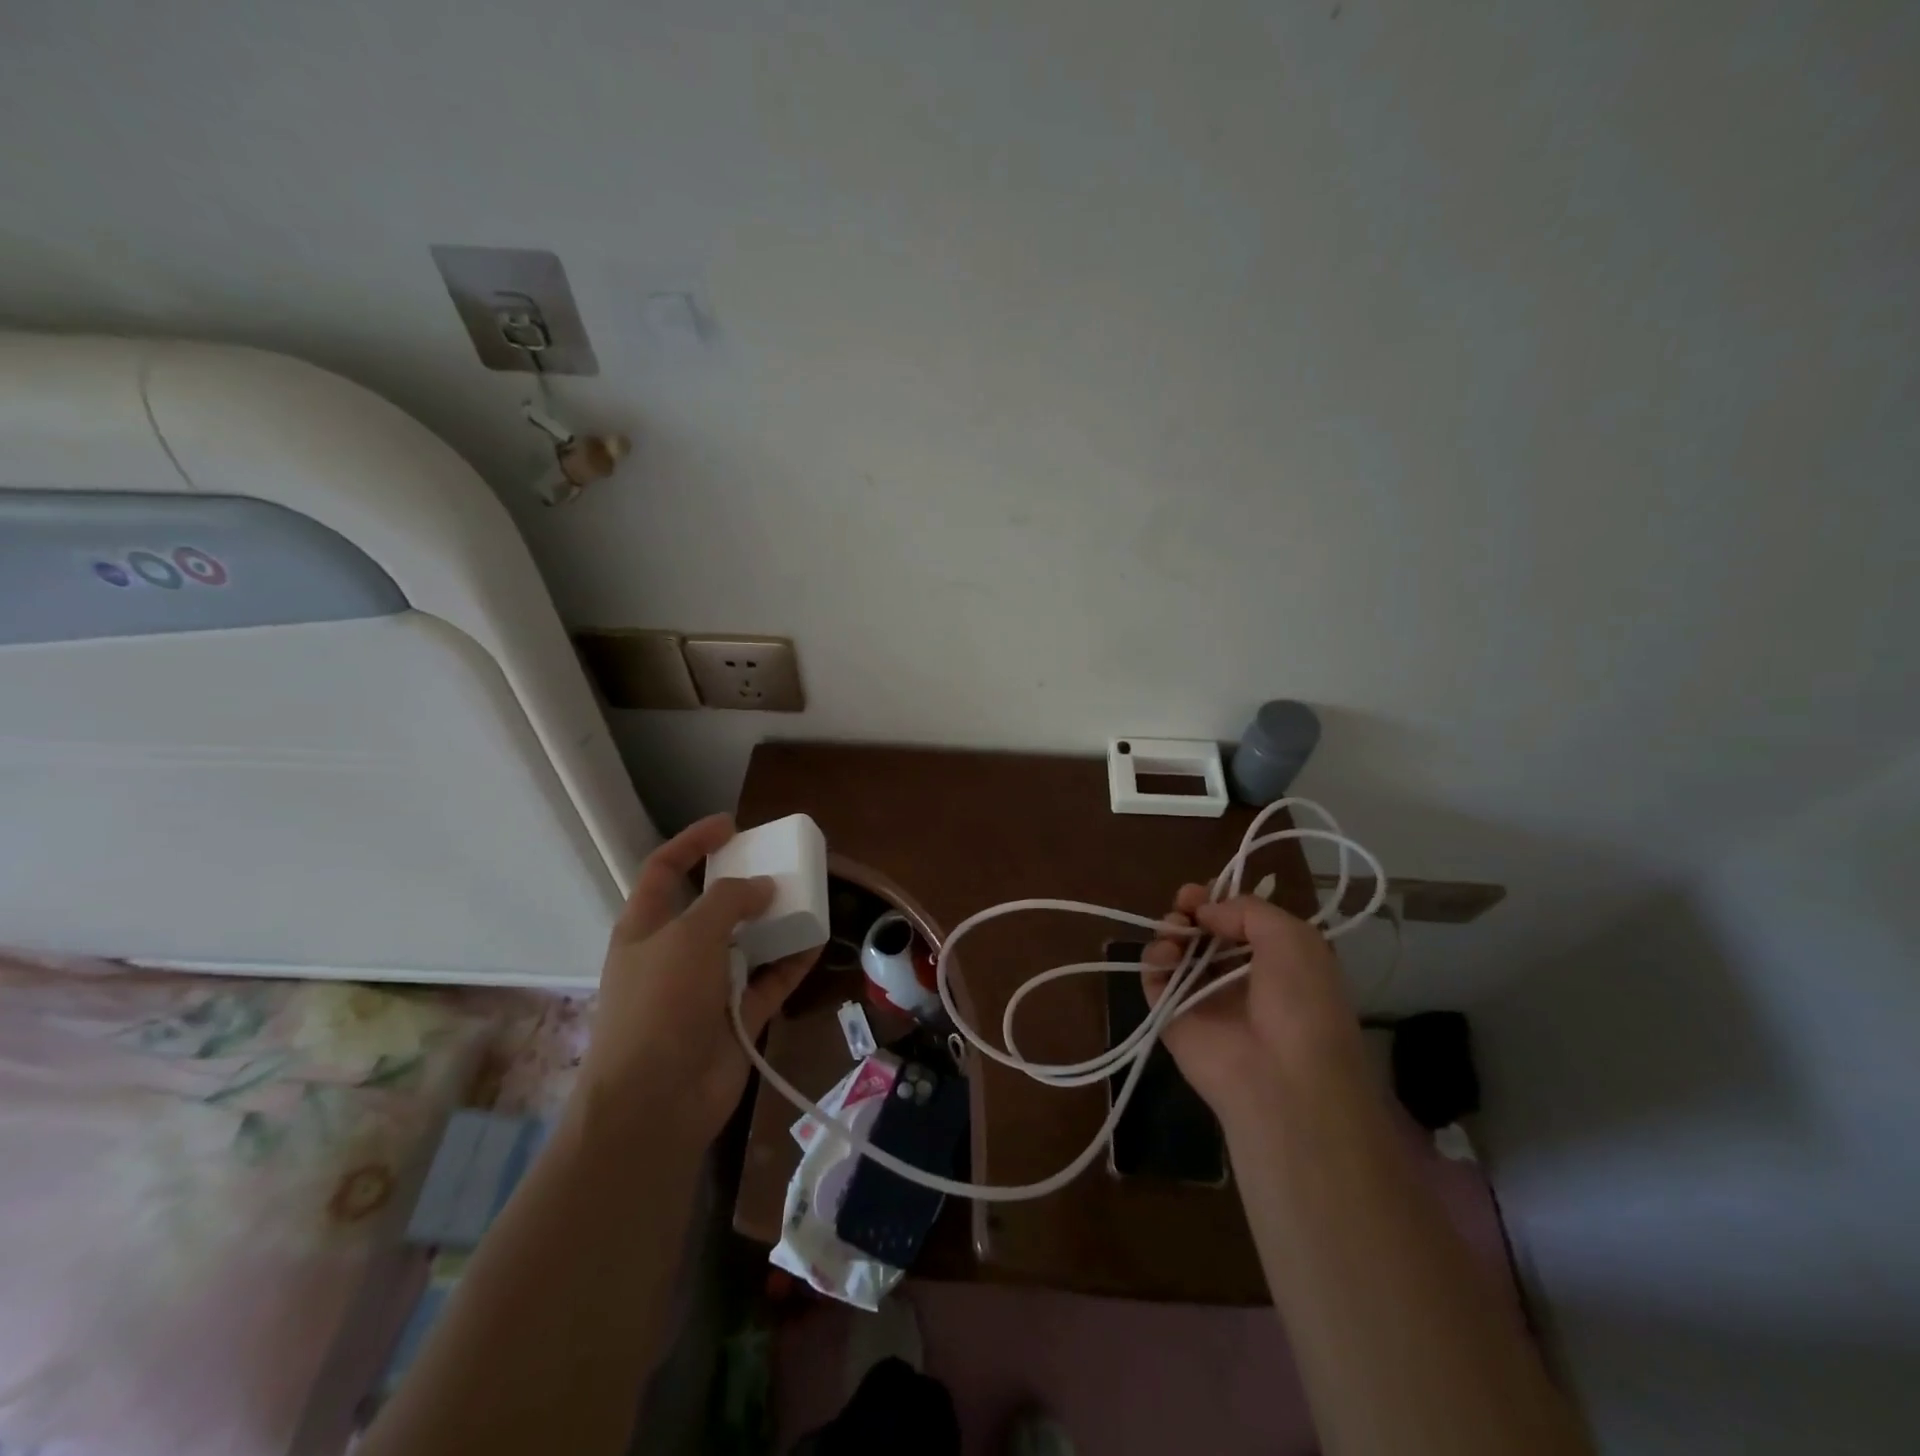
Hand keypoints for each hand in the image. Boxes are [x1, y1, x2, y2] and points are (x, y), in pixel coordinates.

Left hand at [571, 815, 820, 1150]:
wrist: (655, 1102)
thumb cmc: (660, 1005)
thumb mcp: (689, 936)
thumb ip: (728, 900)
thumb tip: (763, 887)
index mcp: (646, 928)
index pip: (666, 869)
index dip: (694, 842)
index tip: (733, 825)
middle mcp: (675, 954)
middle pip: (712, 906)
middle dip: (745, 884)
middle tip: (781, 865)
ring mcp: (706, 987)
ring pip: (746, 943)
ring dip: (775, 922)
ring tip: (808, 898)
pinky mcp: (736, 1017)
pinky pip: (770, 980)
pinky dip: (792, 962)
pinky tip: (817, 941)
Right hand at [1142, 887, 1369, 1125]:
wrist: (1283, 1079)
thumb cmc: (1301, 1003)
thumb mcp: (1294, 939)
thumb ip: (1248, 910)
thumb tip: (1206, 911)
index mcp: (1274, 960)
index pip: (1237, 921)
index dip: (1220, 900)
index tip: (1206, 889)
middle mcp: (1237, 976)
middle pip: (1203, 931)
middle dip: (1191, 909)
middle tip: (1185, 901)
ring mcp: (1202, 997)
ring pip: (1175, 950)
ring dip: (1172, 929)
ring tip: (1177, 928)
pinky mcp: (1171, 1016)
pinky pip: (1154, 978)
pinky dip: (1154, 959)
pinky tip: (1168, 954)